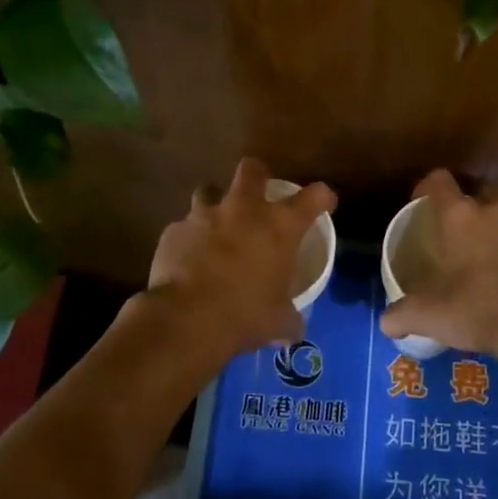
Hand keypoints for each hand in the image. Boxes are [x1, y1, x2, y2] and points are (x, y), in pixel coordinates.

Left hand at [142, 158, 335, 360]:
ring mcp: (204, 215)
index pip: (314, 196)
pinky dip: (188, 238)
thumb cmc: (245, 314)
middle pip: (252, 169)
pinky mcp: (174, 230)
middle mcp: (244, 209)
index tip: (323, 202)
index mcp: (280, 226)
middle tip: (258, 194)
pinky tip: (188, 259)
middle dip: (257, 176)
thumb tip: (294, 329)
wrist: (186, 319)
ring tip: (215, 227)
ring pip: (208, 190)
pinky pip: (183, 227)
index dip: (321, 197)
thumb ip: (289, 319)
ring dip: (214, 205)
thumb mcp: (278, 321)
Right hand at [380, 170, 497, 358]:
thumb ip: (401, 314)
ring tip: (490, 256)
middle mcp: (493, 211)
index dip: (428, 189)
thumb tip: (386, 322)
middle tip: (461, 231)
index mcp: (458, 216)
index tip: (422, 205)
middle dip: (472, 204)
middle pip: (481, 190)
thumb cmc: (475, 308)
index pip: (438, 181)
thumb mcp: (428, 315)